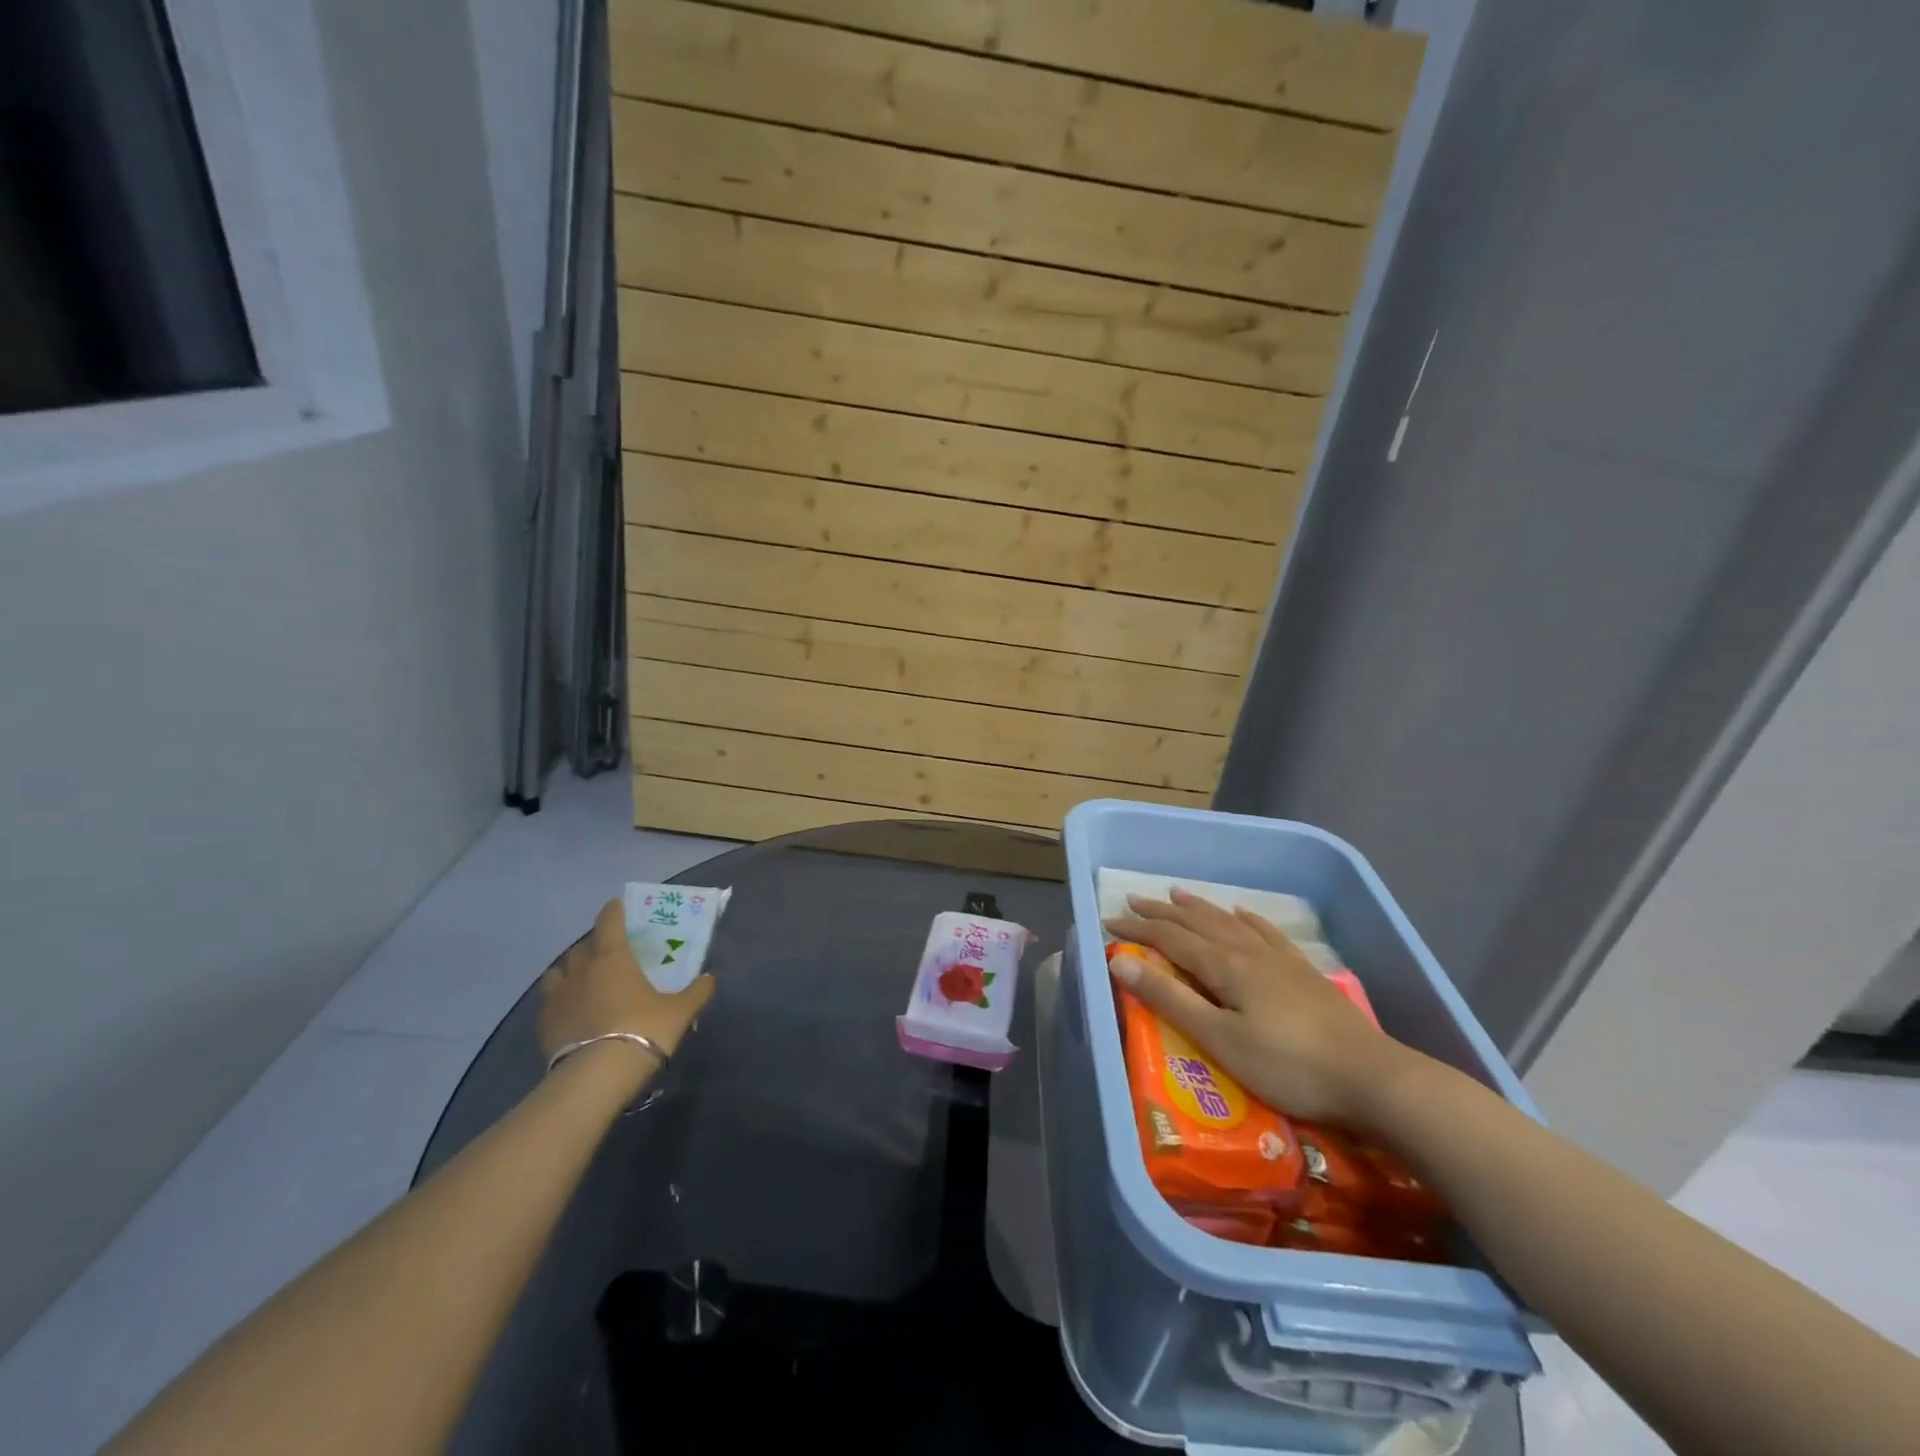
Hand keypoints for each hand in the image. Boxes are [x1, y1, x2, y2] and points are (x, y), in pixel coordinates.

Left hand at [537, 898, 715, 1071]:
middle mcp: (582, 970)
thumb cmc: (644, 1030)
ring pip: (558, 972)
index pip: (610, 921)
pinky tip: (570, 1012)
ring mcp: (558, 997)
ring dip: (570, 970)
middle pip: (583, 946)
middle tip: (608, 952)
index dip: (614, 910)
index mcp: (614, 957)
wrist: (597, 1076)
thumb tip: (709, 978)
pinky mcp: (543, 1025)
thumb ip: (696, 991)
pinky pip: (548, 1003)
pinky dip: (559, 1001)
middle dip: (594, 944)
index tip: (618, 905)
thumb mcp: (681, 1011)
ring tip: (582, 980)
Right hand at [1103, 888, 1416, 1127]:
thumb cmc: (1287, 1066)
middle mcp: (1247, 951)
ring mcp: (1279, 959)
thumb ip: (1170, 998)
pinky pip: (1266, 932)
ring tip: (1177, 894)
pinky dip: (1247, 919)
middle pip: (1197, 923)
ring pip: (1228, 922)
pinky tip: (1242, 914)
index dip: (1138, 928)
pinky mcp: (1302, 972)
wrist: (1371, 1078)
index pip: (1170, 938)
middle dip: (1162, 911)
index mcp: (1224, 966)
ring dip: (1199, 908)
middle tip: (1134, 900)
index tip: (1109, 922)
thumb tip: (1119, 961)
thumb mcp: (1219, 1038)